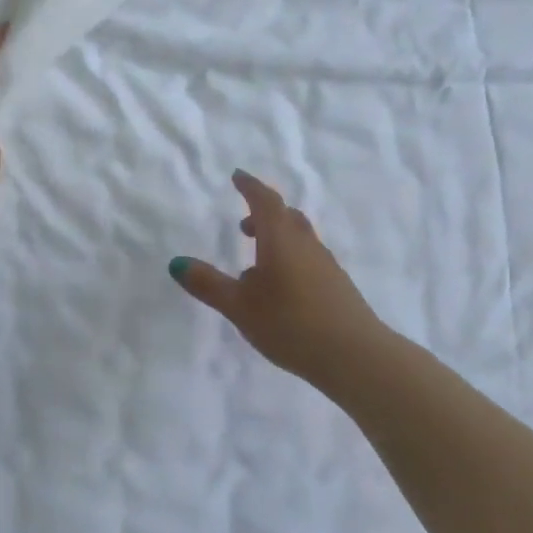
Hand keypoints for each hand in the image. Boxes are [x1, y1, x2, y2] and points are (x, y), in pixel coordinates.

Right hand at [171, 170, 384, 385]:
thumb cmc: (291, 324)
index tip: (237, 176)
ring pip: (300, 238)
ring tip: (257, 261)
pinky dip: (291, 258)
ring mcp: (326, 265)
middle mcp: (305, 244)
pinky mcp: (337, 286)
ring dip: (278, 237)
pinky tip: (281, 289)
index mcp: (280, 239)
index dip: (250, 186)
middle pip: (286, 216)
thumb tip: (176, 263)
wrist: (356, 356)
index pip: (264, 201)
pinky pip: (309, 258)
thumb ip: (208, 284)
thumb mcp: (240, 306)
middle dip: (263, 213)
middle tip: (243, 222)